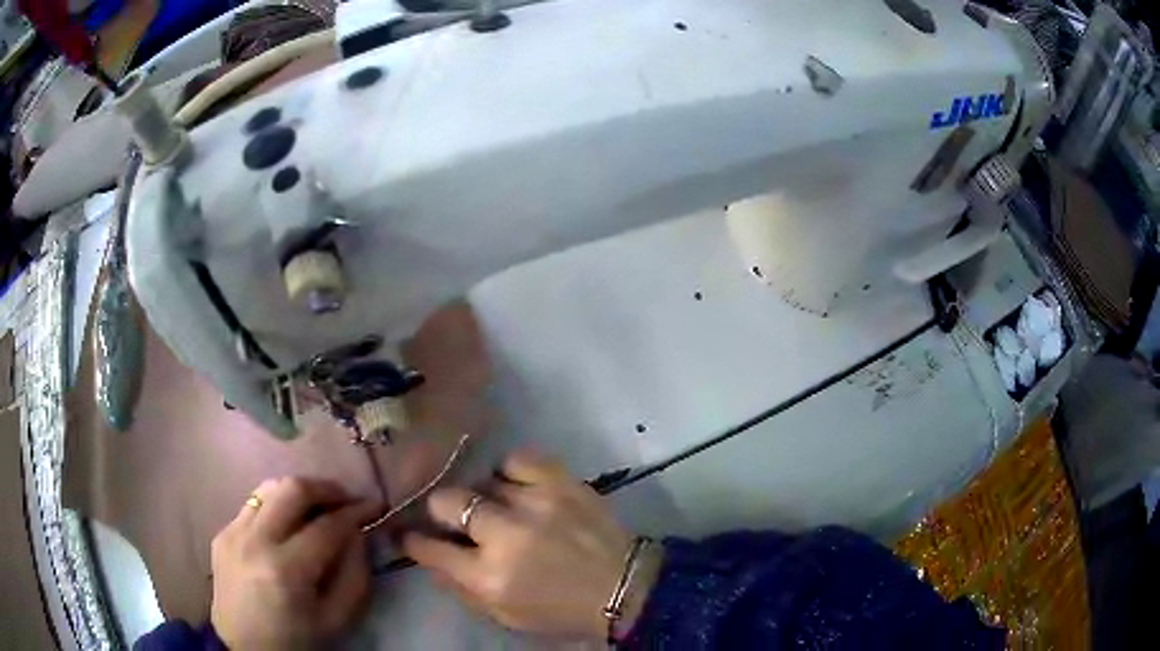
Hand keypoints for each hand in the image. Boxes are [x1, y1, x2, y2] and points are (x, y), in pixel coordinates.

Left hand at [210, 477, 378, 649]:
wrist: (244, 649)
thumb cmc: (296, 641)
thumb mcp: (337, 620)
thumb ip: (354, 575)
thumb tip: (358, 534)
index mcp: (286, 570)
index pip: (326, 526)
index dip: (355, 512)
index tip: (373, 505)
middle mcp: (255, 541)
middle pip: (292, 490)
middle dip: (326, 488)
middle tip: (346, 498)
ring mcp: (233, 533)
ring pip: (269, 488)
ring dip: (299, 492)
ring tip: (318, 507)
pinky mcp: (222, 533)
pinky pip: (253, 505)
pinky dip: (276, 506)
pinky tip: (287, 526)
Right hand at [403, 452, 659, 638]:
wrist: (625, 588)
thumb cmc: (560, 611)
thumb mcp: (504, 616)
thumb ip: (460, 589)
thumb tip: (430, 558)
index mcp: (489, 577)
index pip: (429, 548)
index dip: (413, 539)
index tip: (411, 534)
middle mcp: (505, 535)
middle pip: (447, 501)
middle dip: (441, 510)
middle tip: (455, 519)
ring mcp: (534, 502)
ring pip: (482, 482)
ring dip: (485, 499)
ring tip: (501, 510)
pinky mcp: (561, 481)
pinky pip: (517, 459)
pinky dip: (512, 472)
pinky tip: (519, 487)